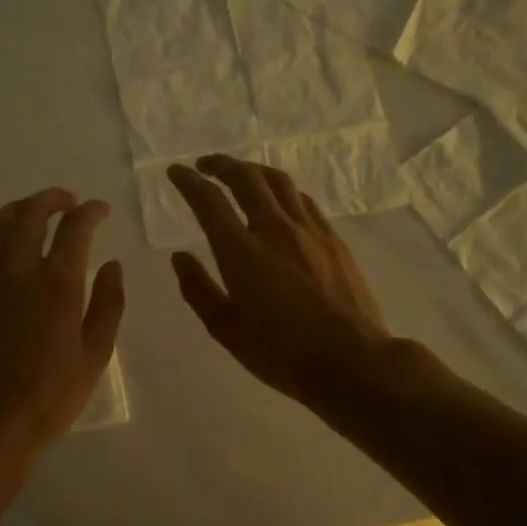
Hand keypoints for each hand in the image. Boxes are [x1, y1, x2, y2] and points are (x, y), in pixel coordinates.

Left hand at [0, 188, 125, 470]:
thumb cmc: (50, 395)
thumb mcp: (95, 355)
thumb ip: (108, 304)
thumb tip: (112, 265)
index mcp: (57, 284)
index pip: (74, 228)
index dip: (90, 211)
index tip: (100, 209)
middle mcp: (18, 270)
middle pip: (30, 213)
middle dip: (52, 199)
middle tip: (69, 202)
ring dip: (20, 209)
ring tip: (35, 212)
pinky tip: (3, 241)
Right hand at [168, 155, 402, 405]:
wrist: (350, 360)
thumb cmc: (280, 352)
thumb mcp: (225, 329)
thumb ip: (198, 289)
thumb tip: (180, 257)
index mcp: (240, 251)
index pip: (209, 201)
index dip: (189, 181)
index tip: (176, 172)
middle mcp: (273, 229)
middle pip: (245, 178)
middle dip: (221, 164)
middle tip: (206, 164)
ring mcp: (308, 230)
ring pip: (278, 182)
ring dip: (253, 170)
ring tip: (241, 173)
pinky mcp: (333, 239)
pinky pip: (303, 200)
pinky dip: (283, 190)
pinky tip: (280, 200)